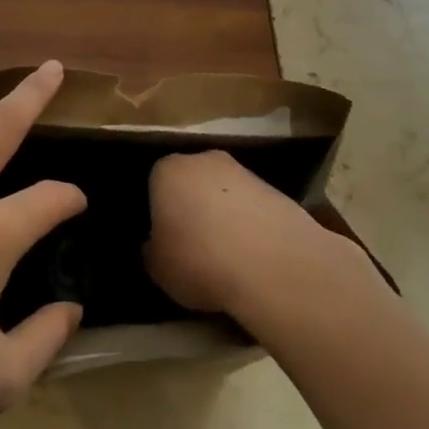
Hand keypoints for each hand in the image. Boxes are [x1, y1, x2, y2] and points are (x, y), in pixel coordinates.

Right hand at [145, 150, 350, 318]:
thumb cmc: (200, 261)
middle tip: (192, 243)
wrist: (274, 265)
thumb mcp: (157, 268)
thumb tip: (156, 245)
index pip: (154, 183)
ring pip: (224, 193)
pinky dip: (250, 225)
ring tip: (226, 254)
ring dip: (223, 215)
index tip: (163, 238)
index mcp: (168, 170)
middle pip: (192, 181)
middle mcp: (204, 160)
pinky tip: (252, 255)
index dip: (157, 212)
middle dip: (191, 206)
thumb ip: (151, 250)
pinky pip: (252, 208)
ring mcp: (245, 172)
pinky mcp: (277, 190)